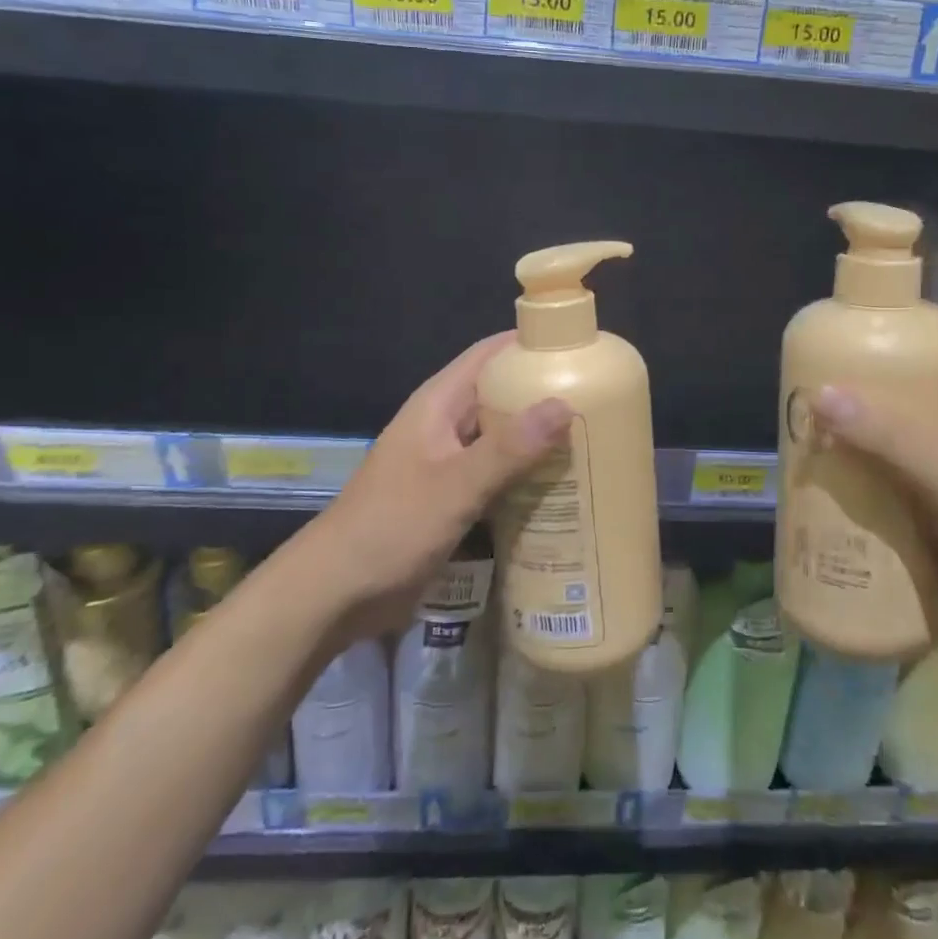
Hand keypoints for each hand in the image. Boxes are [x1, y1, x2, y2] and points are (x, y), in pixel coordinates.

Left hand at [307, 334, 569, 638]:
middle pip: (502, 395)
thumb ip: (508, 449)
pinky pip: (498, 475)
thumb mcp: (454, 486)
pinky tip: (562, 489)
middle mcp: (446, 425)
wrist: (334, 594)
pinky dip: (526, 475)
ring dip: (540, 440)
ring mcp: (449, 463)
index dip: (531, 344)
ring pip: (503, 438)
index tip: (581, 348)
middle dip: (546, 395)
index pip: (490, 354)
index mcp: (439, 404)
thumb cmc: (390, 528)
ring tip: (594, 443)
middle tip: (603, 402)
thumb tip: (565, 404)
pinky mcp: (453, 498)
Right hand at [812, 337, 937, 638]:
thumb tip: (820, 395)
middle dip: (872, 379)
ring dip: (868, 423)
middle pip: (920, 380)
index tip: (854, 325)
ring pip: (908, 423)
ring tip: (822, 420)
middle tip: (823, 377)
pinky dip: (874, 461)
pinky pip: (904, 462)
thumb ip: (884, 432)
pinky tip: (842, 468)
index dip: (905, 322)